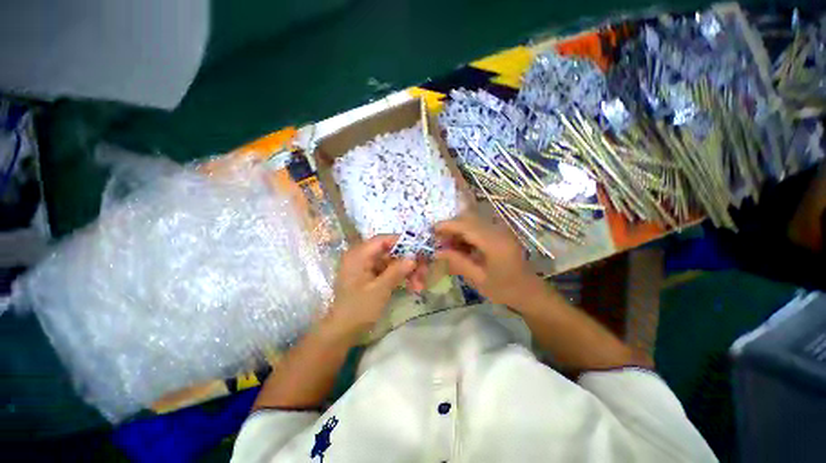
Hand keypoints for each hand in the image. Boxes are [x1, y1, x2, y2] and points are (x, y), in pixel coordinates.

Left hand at [322, 235, 415, 338]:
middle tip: (424, 272)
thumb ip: (396, 271)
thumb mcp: (379, 290)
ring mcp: (366, 267)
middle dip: (408, 261)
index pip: (382, 240)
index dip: (402, 242)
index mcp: (358, 255)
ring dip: (406, 271)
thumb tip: (413, 258)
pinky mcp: (370, 276)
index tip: (419, 249)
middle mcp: (362, 257)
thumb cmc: (358, 309)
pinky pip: (388, 271)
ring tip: (419, 285)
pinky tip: (412, 286)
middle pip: (389, 251)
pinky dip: (400, 277)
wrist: (342, 331)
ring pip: (391, 262)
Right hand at [435, 214, 545, 307]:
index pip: (467, 226)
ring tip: (448, 244)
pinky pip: (479, 226)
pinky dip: (467, 232)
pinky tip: (461, 245)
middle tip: (439, 239)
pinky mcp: (500, 232)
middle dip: (451, 226)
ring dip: (458, 229)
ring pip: (474, 221)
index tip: (432, 230)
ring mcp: (501, 230)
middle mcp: (499, 231)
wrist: (529, 291)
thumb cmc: (504, 289)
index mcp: (494, 243)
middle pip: (470, 219)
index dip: (448, 225)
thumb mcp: (478, 279)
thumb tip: (437, 252)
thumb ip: (457, 262)